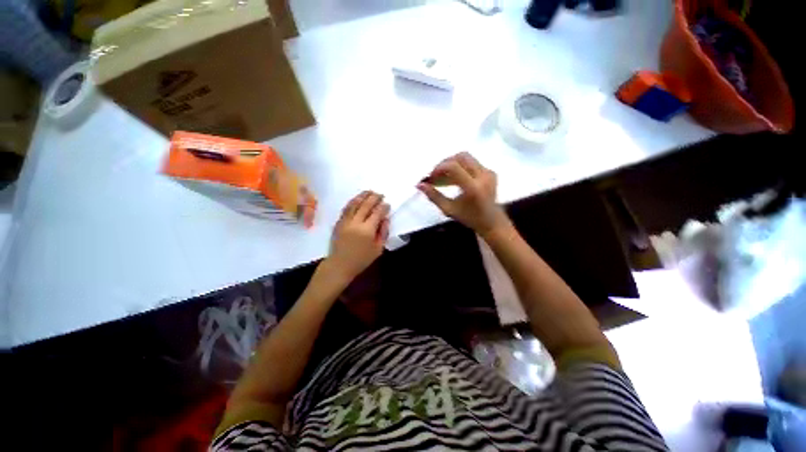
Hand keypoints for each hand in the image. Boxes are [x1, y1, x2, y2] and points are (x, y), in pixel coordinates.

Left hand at [326, 191, 389, 281]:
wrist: (340, 264)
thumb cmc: (361, 259)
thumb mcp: (378, 249)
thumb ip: (383, 232)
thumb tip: (385, 219)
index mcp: (367, 230)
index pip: (377, 213)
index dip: (383, 207)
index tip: (387, 204)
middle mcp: (356, 222)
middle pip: (366, 205)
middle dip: (374, 198)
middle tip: (380, 194)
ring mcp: (345, 221)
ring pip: (354, 204)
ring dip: (363, 196)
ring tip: (369, 191)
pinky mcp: (339, 222)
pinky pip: (346, 208)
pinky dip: (352, 201)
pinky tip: (357, 199)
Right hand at [417, 152, 509, 236]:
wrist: (492, 222)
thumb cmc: (469, 218)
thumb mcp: (449, 209)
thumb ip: (433, 196)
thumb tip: (419, 185)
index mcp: (473, 187)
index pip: (453, 167)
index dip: (439, 168)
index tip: (431, 177)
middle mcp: (483, 176)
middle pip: (461, 157)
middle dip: (445, 163)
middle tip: (436, 175)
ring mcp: (488, 173)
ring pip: (466, 158)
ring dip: (452, 165)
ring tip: (442, 178)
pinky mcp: (490, 172)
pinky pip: (472, 163)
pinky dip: (460, 168)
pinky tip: (453, 180)